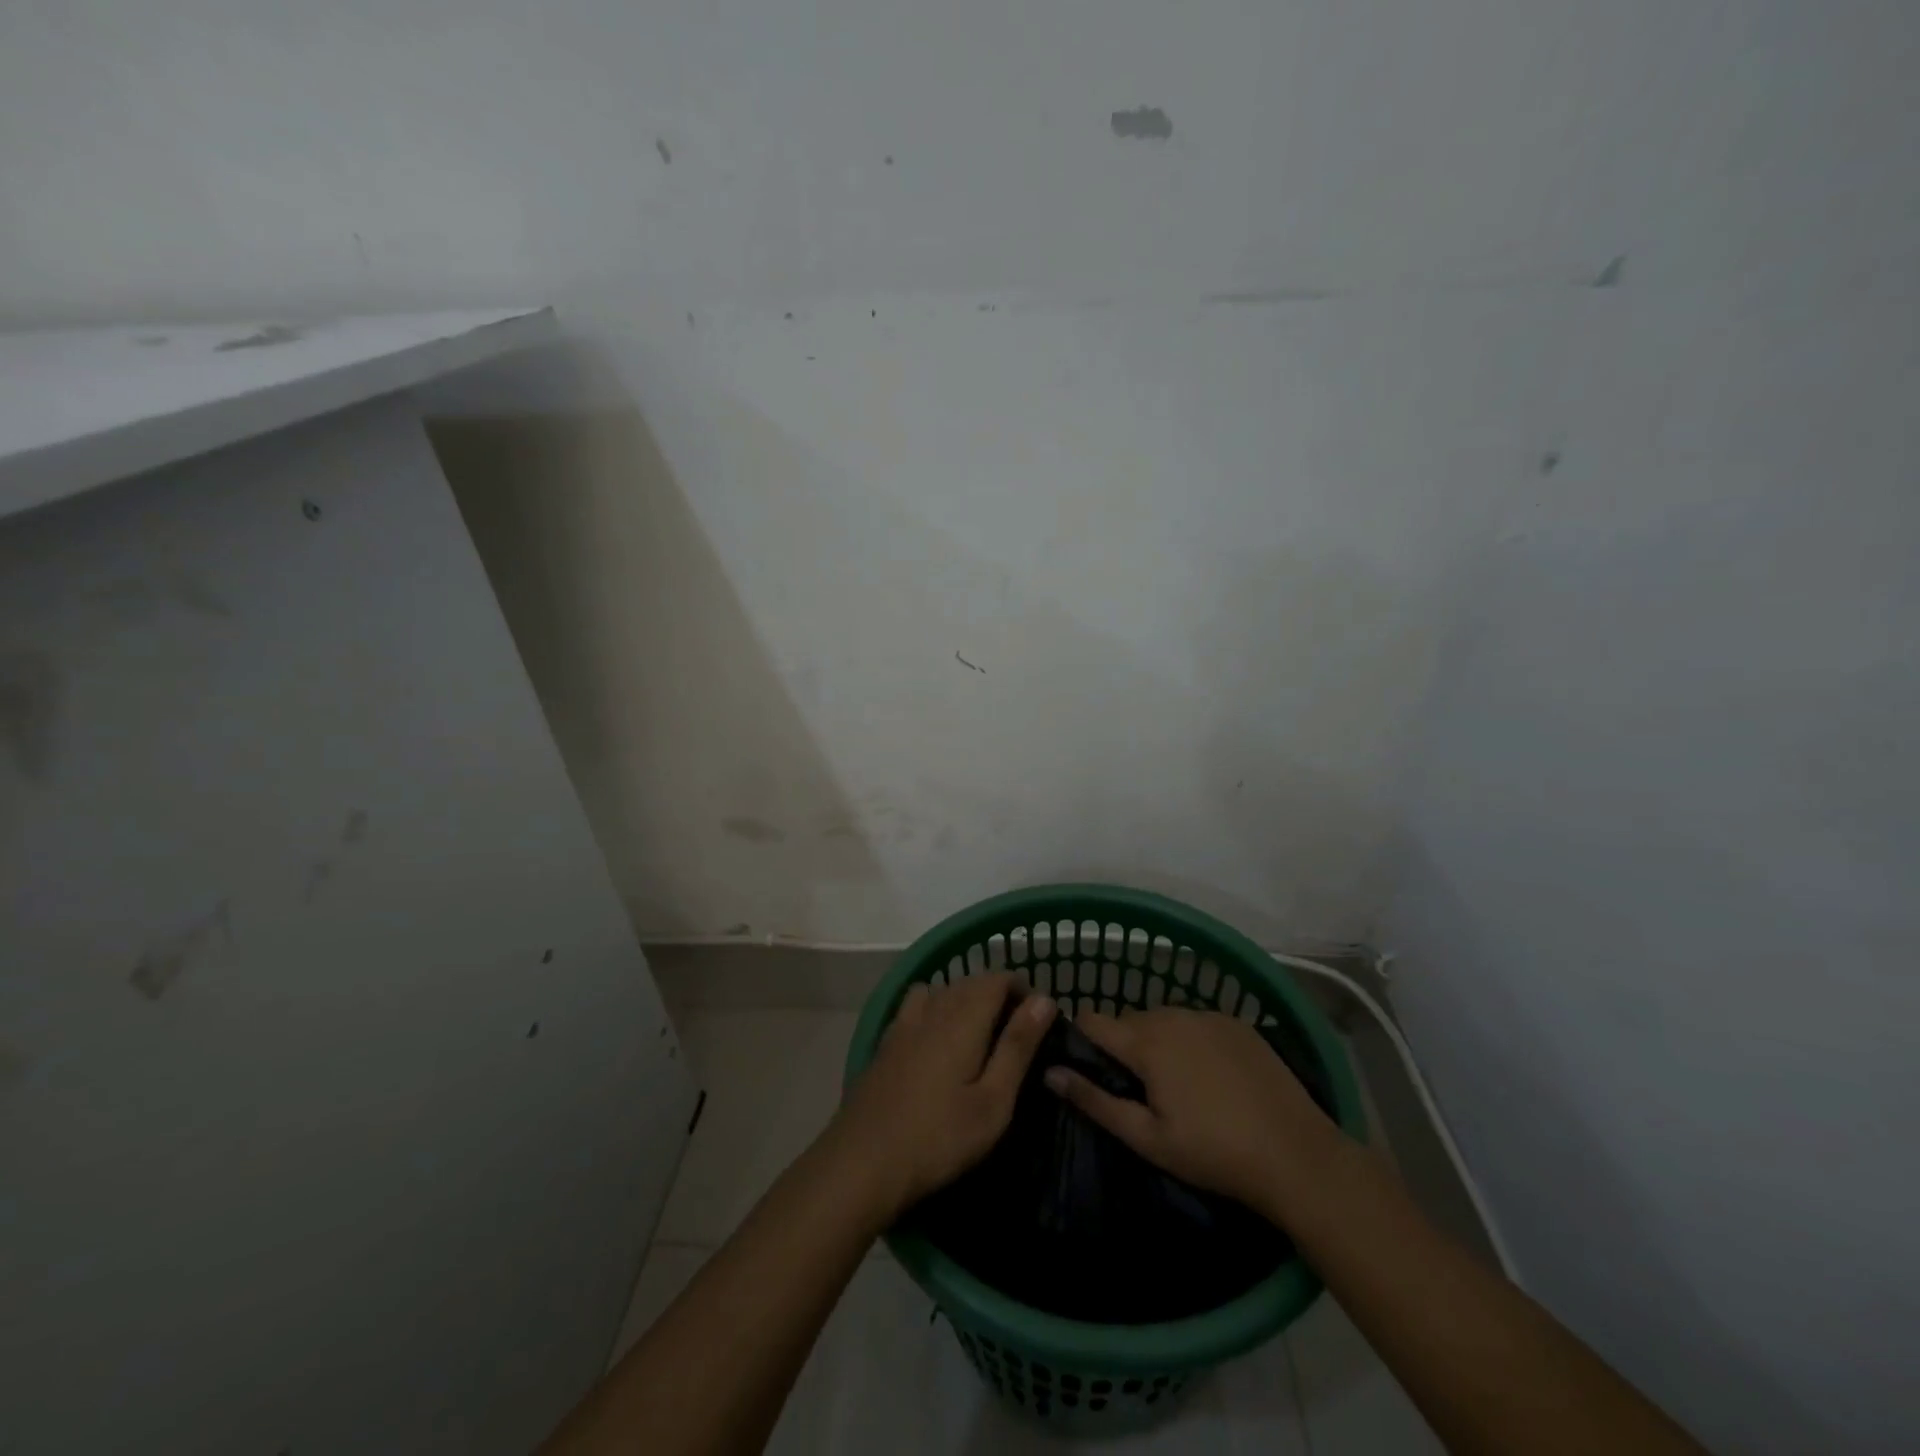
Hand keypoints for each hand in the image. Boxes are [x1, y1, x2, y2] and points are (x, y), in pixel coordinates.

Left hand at [827, 972, 1056, 1224]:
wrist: (862, 1162)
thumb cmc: (939, 1137)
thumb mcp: (993, 1101)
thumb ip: (1018, 1046)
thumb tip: (1044, 1000)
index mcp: (963, 1018)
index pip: (997, 979)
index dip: (1022, 989)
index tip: (1040, 1019)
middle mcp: (932, 1009)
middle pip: (970, 981)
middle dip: (997, 995)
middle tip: (1017, 1033)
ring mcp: (904, 1023)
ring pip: (941, 990)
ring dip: (964, 1000)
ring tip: (978, 1035)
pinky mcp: (886, 1042)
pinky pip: (916, 1007)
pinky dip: (935, 1010)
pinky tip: (936, 1043)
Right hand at [1043, 1007, 1344, 1219]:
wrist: (1296, 1154)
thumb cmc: (1213, 1152)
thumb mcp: (1147, 1138)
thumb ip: (1094, 1101)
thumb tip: (1049, 1072)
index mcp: (1146, 1042)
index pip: (1093, 1020)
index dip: (1081, 1040)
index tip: (1089, 1069)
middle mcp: (1172, 1016)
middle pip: (1129, 1020)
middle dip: (1123, 1046)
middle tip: (1137, 1090)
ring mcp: (1208, 1016)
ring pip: (1163, 1019)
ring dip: (1157, 1041)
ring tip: (1175, 1085)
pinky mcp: (1237, 1023)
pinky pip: (1196, 1022)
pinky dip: (1191, 1040)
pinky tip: (1210, 1077)